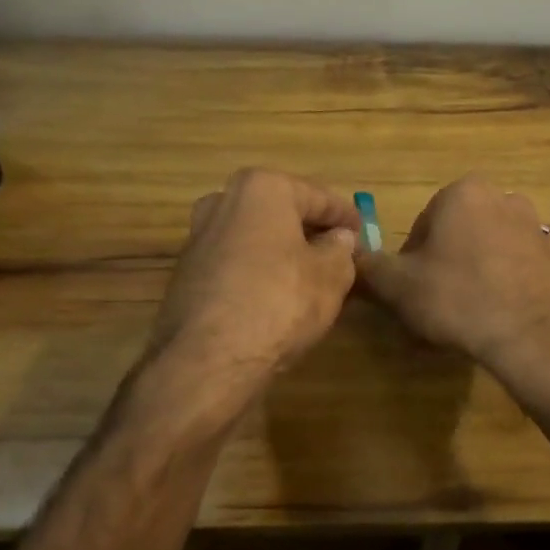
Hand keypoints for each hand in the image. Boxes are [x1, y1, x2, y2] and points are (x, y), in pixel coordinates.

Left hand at [151, 168, 359, 390]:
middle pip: (280, 211)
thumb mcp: (331, 275)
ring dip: (282, 250)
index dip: (345, 215)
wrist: (208, 360)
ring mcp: (198, 238)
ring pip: (255, 236)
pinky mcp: (186, 274)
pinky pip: (235, 261)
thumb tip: (338, 239)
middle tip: (339, 250)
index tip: (363, 231)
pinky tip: (277, 294)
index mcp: (261, 189)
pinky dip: (258, 270)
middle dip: (310, 229)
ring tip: (311, 274)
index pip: (317, 196)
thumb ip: (340, 250)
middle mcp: (223, 202)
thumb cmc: (280, 302)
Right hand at [354, 176, 549, 394]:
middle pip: (455, 231)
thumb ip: (368, 265)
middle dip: (443, 261)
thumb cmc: (458, 299)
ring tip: (466, 309)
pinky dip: (498, 280)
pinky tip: (493, 311)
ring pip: (484, 246)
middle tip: (437, 301)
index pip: (422, 224)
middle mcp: (500, 196)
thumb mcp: (398, 285)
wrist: (531, 335)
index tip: (413, 289)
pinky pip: (510, 262)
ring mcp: (531, 224)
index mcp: (462, 192)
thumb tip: (348, 253)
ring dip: (471, 270)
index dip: (411, 260)